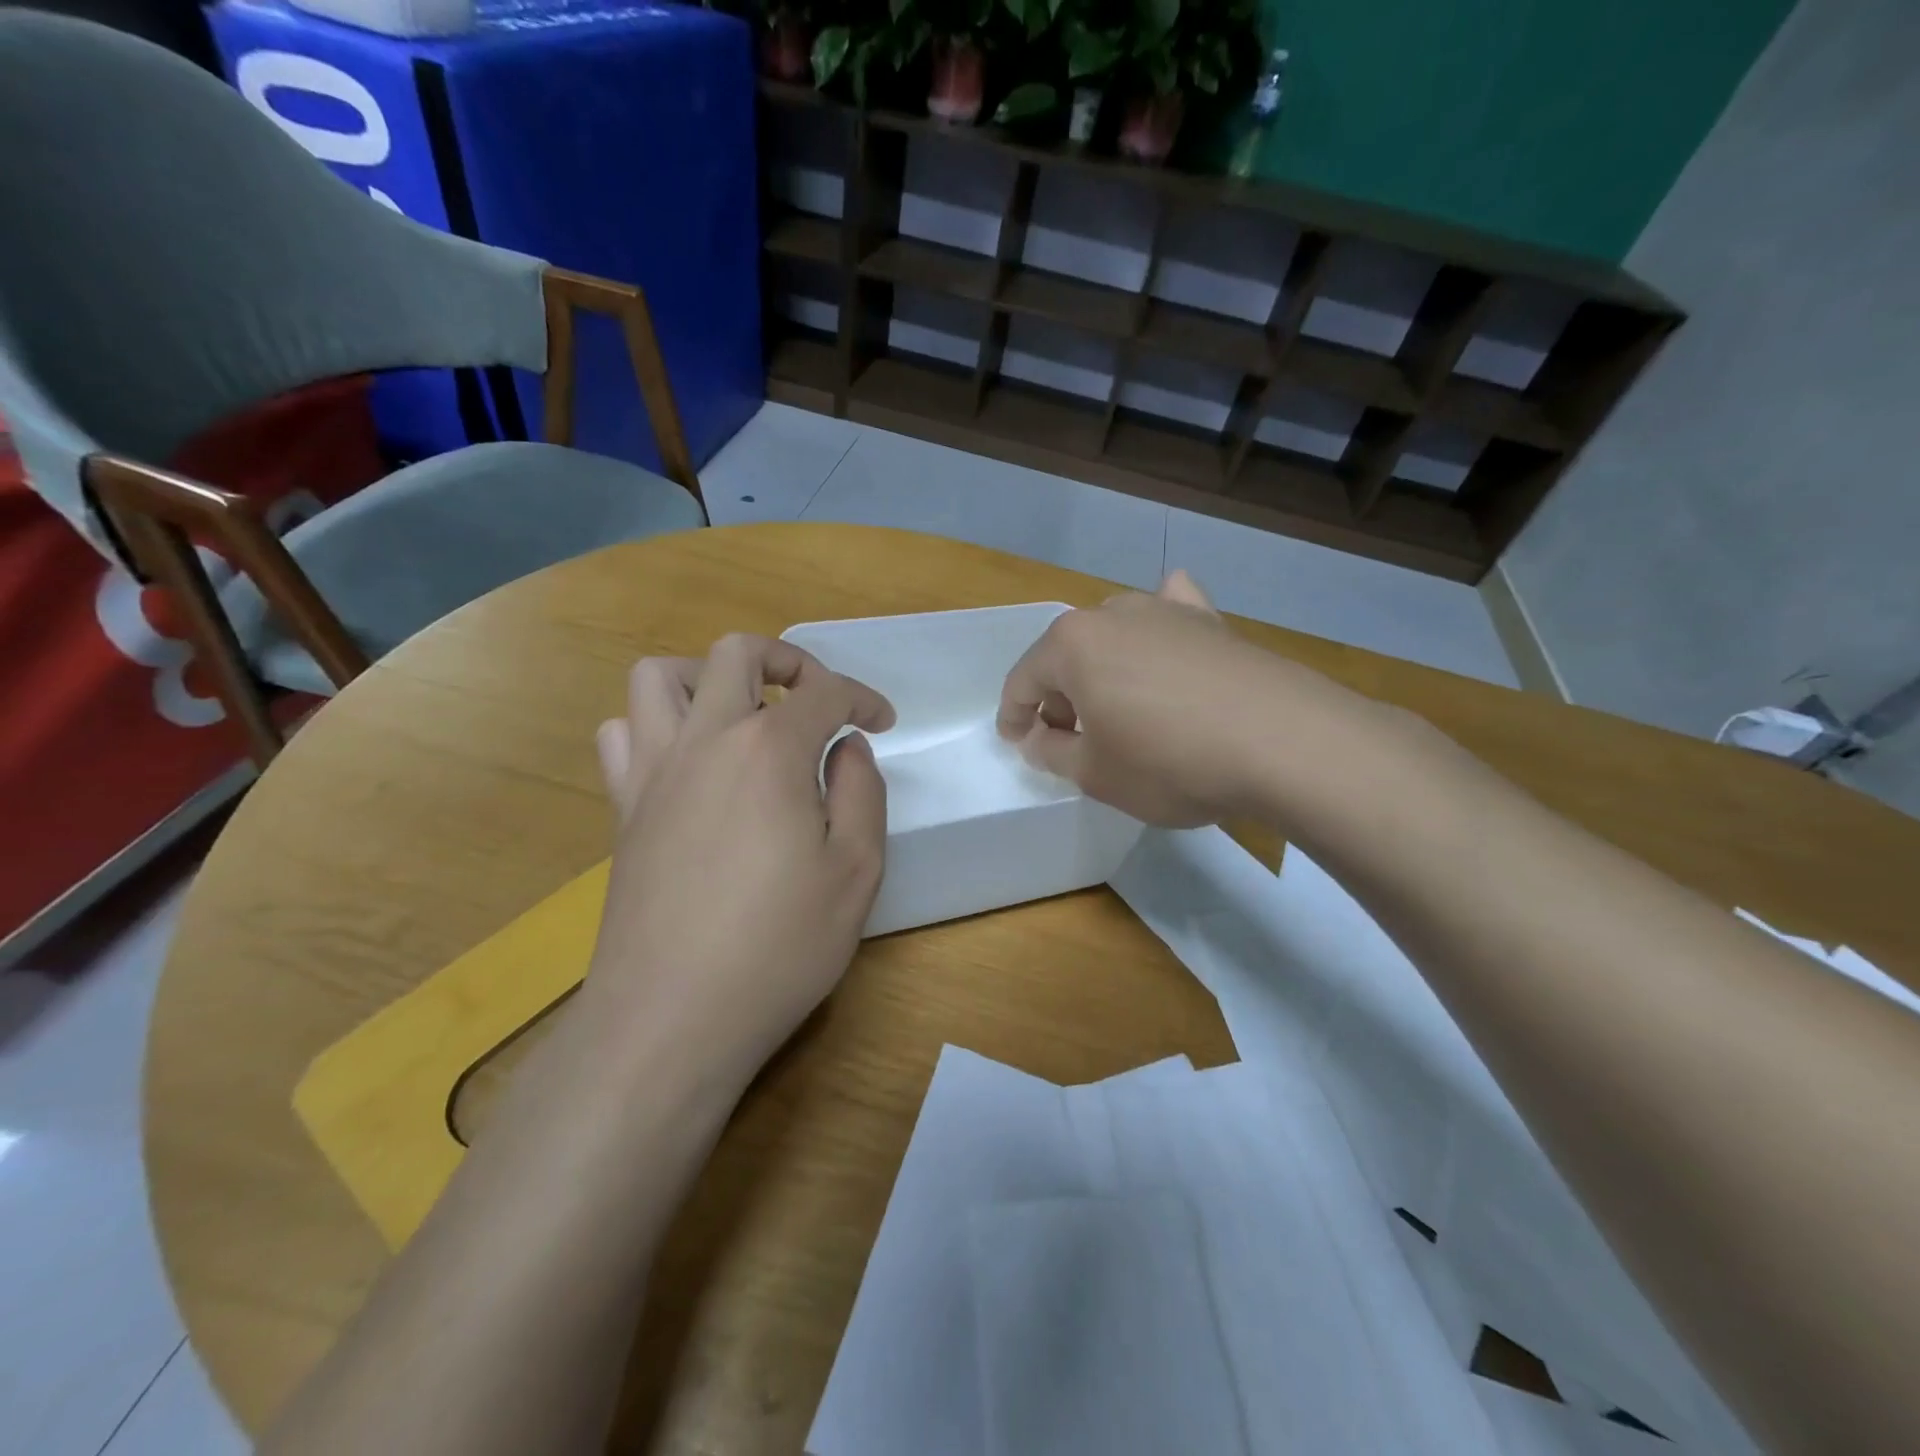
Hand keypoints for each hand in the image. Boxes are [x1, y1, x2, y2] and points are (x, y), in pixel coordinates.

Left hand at [585, 634, 895, 1087]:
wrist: (673, 1017)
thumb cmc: (780, 945)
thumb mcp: (857, 870)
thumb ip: (862, 791)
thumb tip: (847, 746)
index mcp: (769, 751)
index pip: (823, 693)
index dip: (862, 699)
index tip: (882, 723)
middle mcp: (705, 741)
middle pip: (736, 654)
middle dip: (788, 660)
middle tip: (816, 699)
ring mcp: (653, 772)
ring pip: (659, 677)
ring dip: (708, 678)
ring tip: (742, 716)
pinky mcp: (623, 809)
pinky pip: (623, 734)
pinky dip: (656, 725)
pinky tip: (689, 764)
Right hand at [996, 571, 1323, 826]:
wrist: (1282, 742)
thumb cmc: (1169, 762)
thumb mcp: (1095, 774)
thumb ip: (1052, 752)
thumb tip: (1039, 736)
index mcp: (1072, 645)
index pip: (1024, 680)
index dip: (1014, 715)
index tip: (1017, 742)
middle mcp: (1113, 613)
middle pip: (1068, 655)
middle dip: (1060, 696)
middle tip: (1070, 739)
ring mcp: (1167, 611)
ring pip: (1115, 637)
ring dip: (1104, 670)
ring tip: (1116, 708)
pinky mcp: (1212, 622)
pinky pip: (1172, 615)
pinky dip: (1160, 629)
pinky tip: (1168, 636)